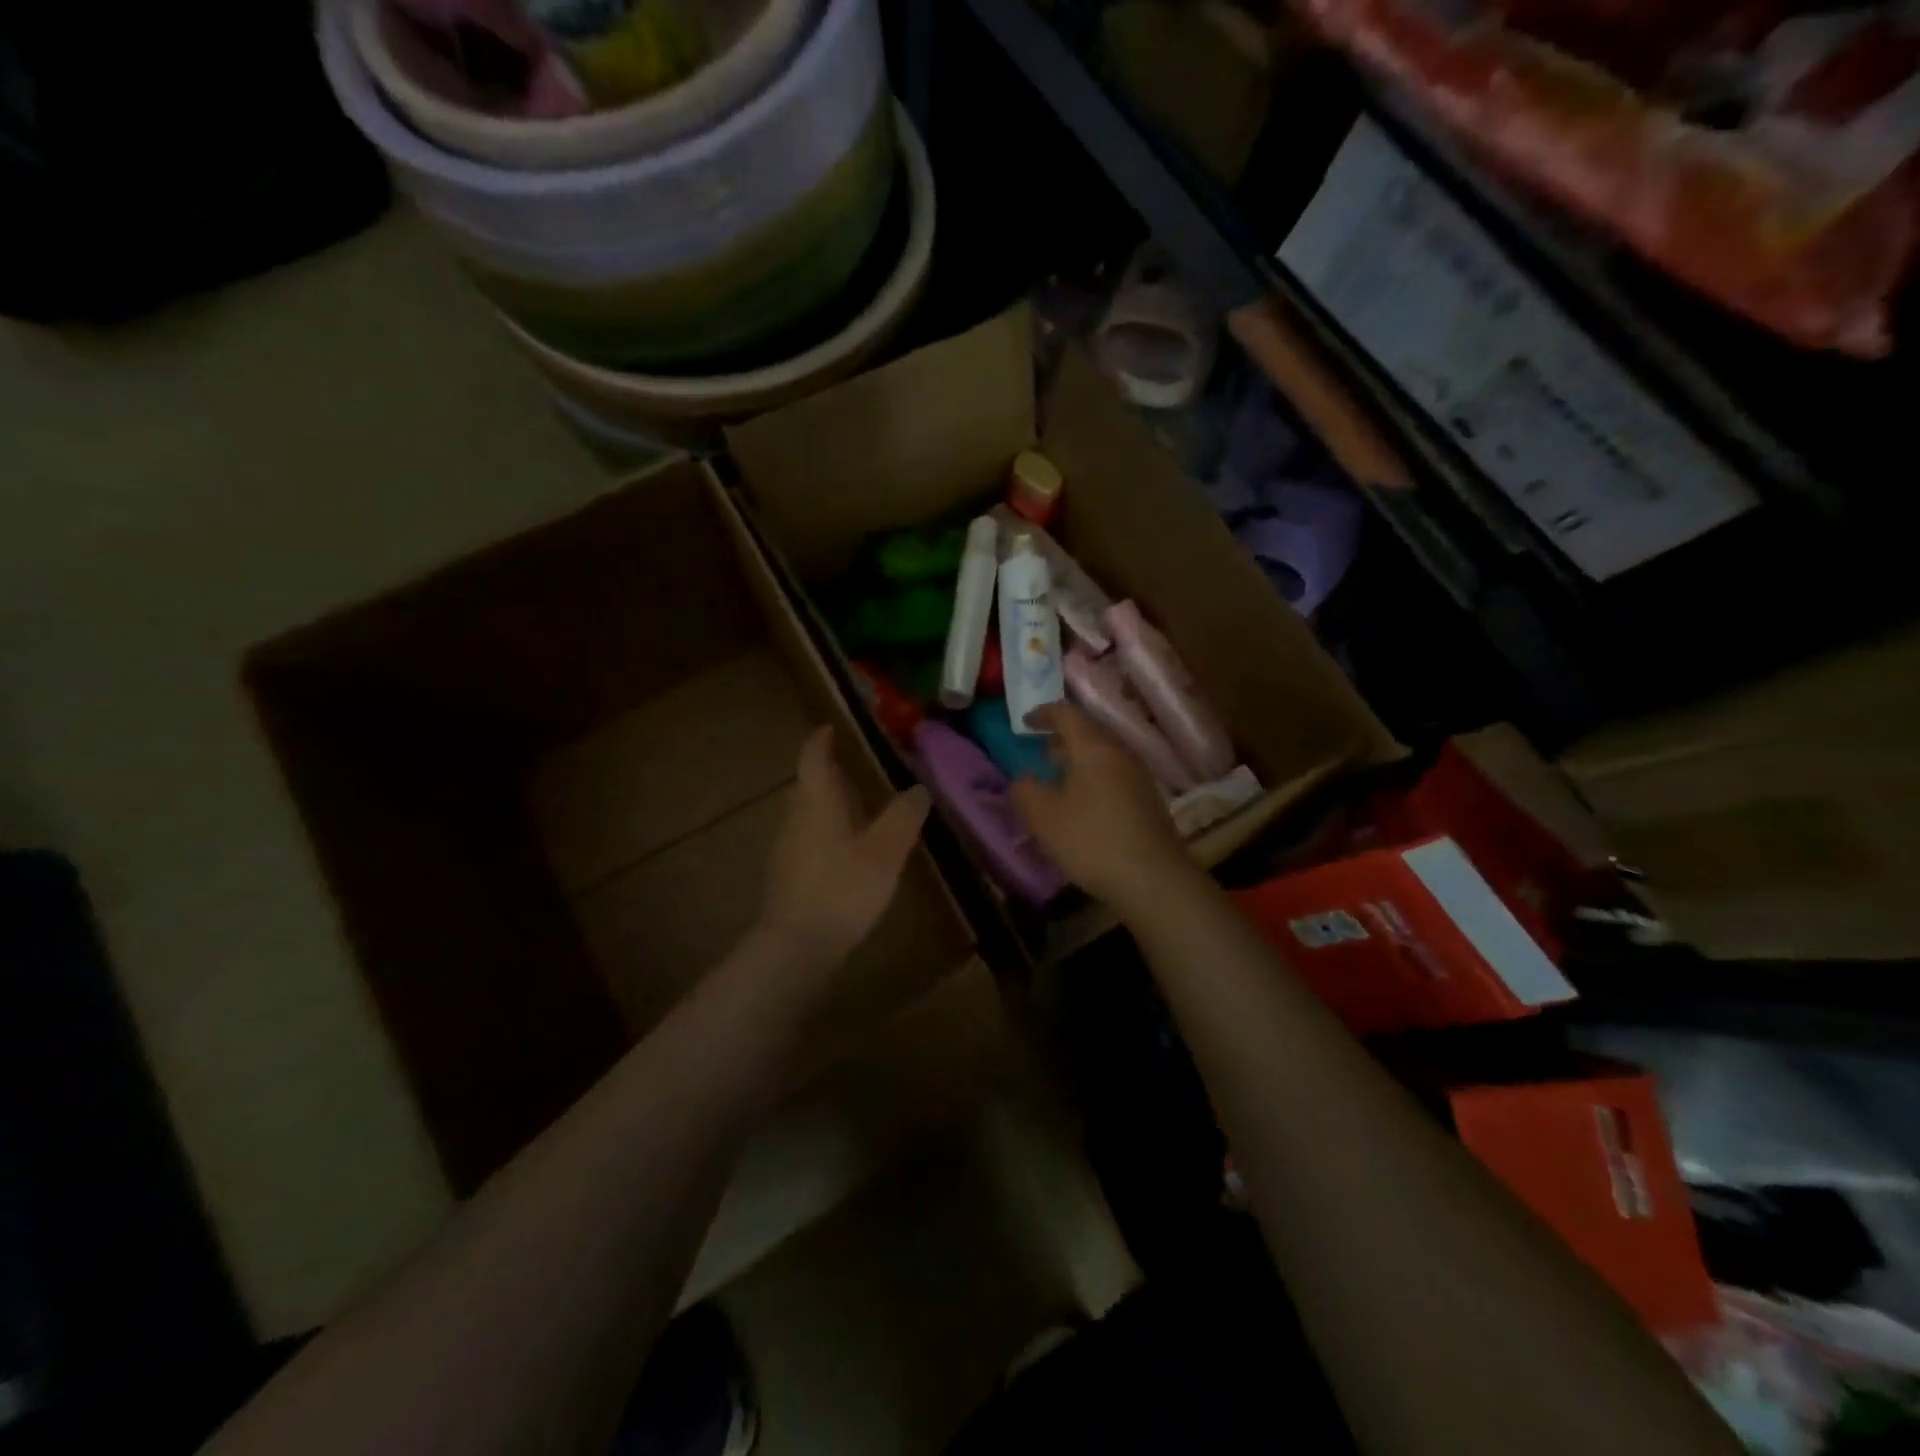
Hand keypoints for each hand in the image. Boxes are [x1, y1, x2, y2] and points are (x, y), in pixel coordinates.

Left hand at [757, 726, 930, 969]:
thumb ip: (903, 817)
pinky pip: (807, 839)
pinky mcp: (786, 875)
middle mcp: (795, 817)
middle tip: (859, 770)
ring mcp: (786, 848)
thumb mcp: (885, 851)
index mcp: (816, 802)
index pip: (813, 758)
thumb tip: (919, 789)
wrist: (796, 946)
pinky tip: (848, 851)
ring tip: (860, 809)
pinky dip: (827, 832)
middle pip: (809, 785)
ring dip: (830, 805)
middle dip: (831, 774)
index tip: (832, 727)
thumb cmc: (843, 888)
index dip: (821, 740)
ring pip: (808, 813)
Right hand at [1010, 704, 1190, 907]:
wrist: (1153, 879)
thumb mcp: (1044, 817)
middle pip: (1089, 731)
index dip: (1044, 713)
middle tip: (1039, 746)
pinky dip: (1092, 776)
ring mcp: (1138, 776)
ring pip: (1103, 754)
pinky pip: (1114, 774)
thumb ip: (1025, 790)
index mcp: (1094, 747)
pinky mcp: (1147, 799)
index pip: (1068, 714)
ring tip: (1057, 774)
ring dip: (1078, 758)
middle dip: (1062, 736)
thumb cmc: (1091, 840)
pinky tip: (1081, 801)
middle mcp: (1120, 753)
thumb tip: (1024, 779)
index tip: (1025, 722)